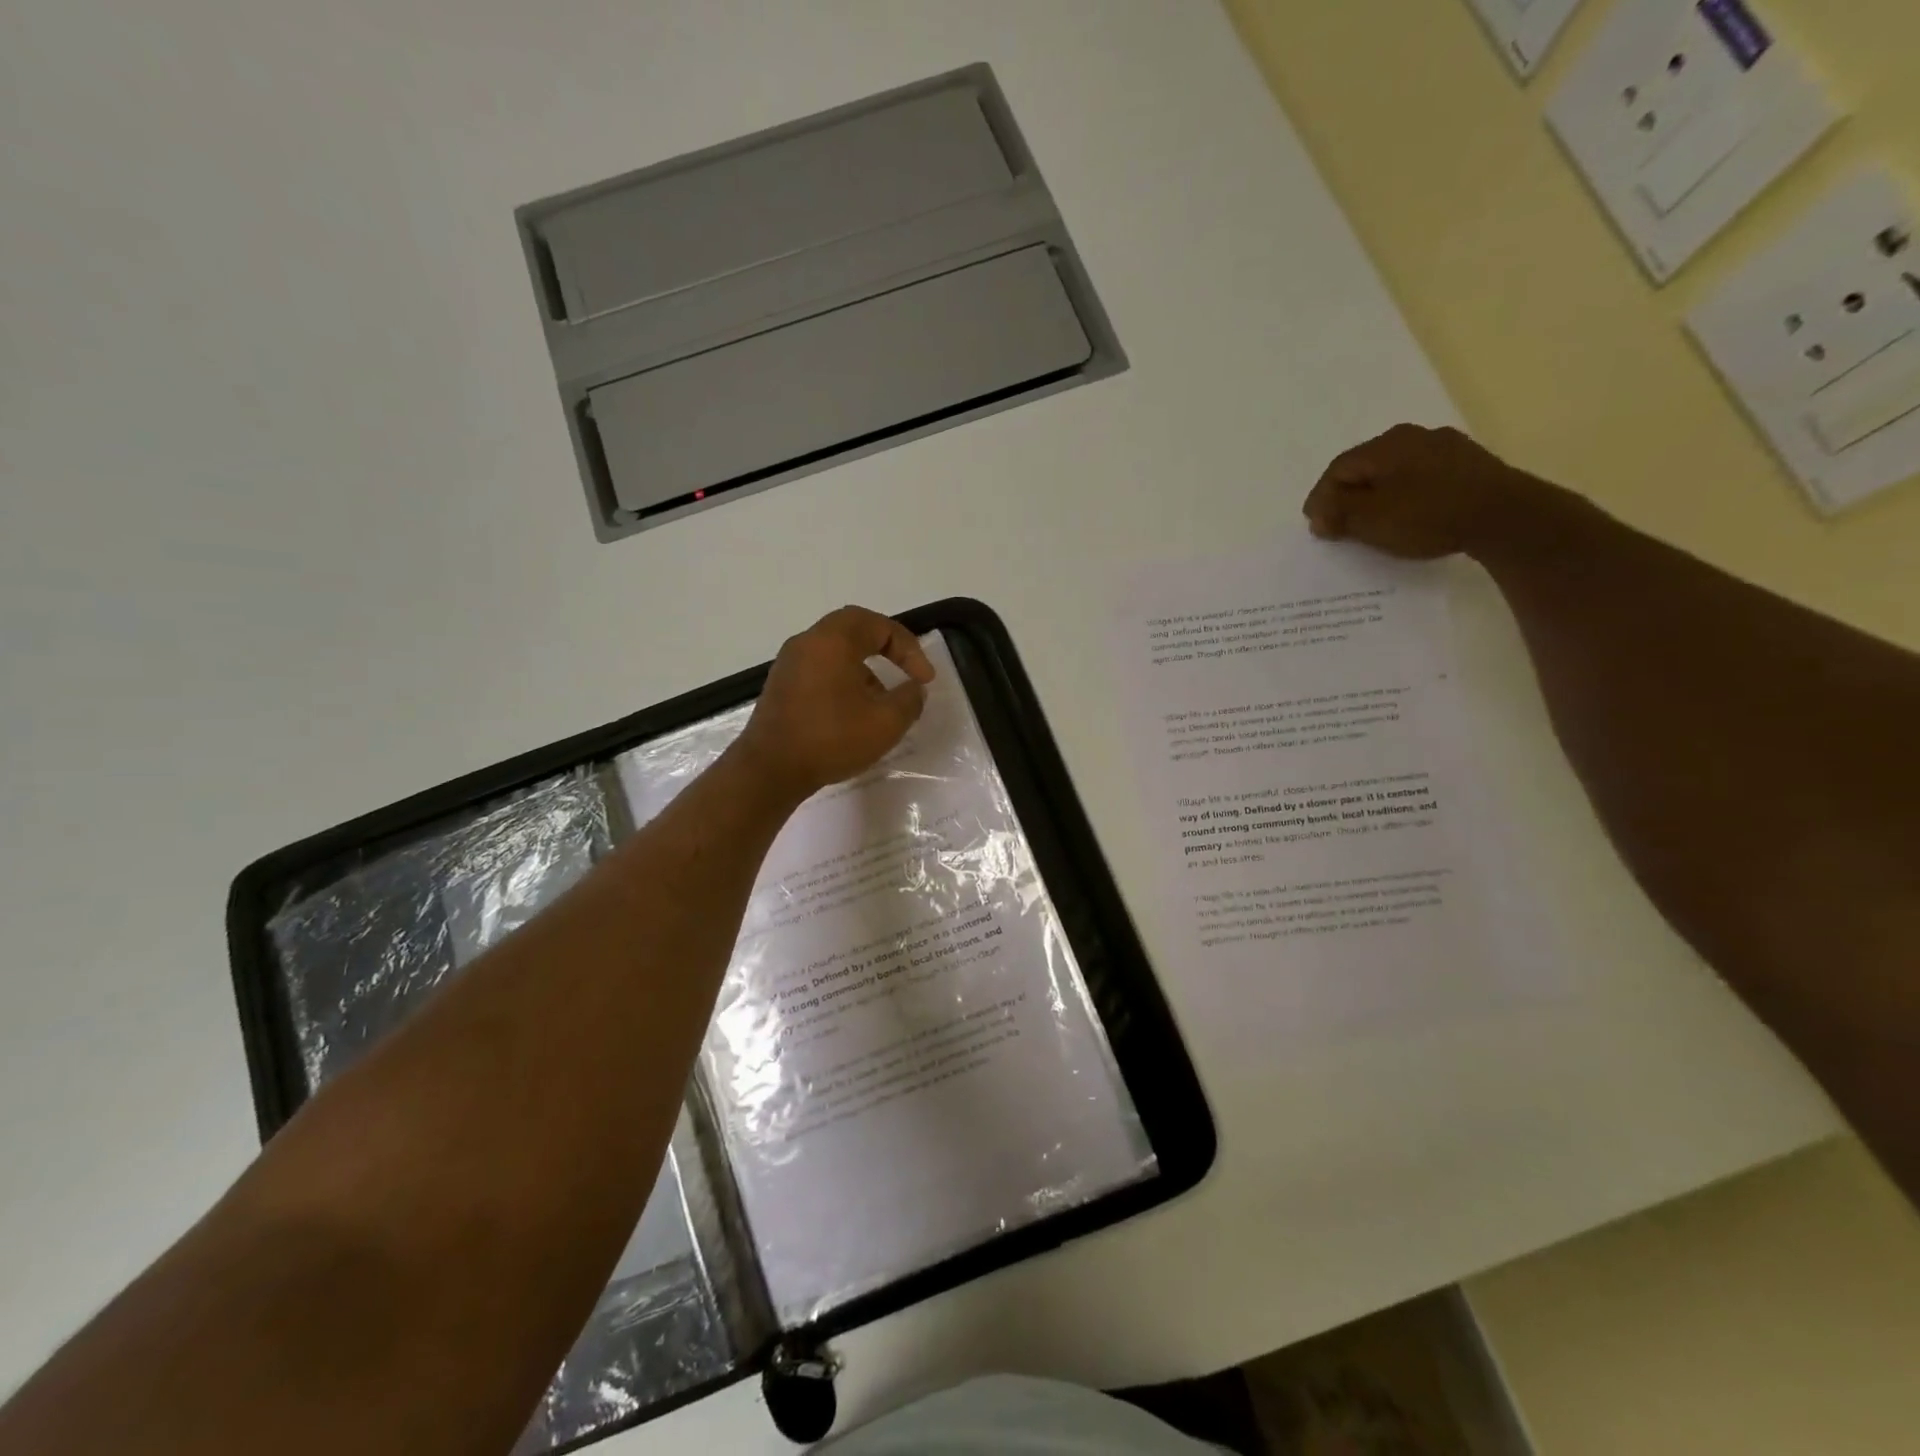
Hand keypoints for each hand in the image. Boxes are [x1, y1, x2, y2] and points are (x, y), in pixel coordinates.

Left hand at [734, 606, 935, 799]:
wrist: (770, 769)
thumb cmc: (831, 738)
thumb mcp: (886, 722)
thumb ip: (909, 700)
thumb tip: (913, 690)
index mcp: (833, 640)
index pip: (878, 625)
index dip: (909, 648)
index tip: (924, 679)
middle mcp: (807, 643)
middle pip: (854, 631)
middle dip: (886, 649)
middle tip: (906, 671)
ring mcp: (789, 665)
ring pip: (836, 653)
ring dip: (865, 670)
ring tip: (882, 703)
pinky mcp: (781, 687)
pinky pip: (820, 671)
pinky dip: (843, 682)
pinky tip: (853, 715)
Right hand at [1302, 423, 1535, 559]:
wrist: (1505, 516)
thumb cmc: (1427, 515)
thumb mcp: (1370, 519)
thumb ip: (1338, 513)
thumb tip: (1318, 514)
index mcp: (1385, 446)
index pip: (1338, 470)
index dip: (1321, 499)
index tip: (1316, 527)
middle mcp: (1413, 436)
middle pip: (1367, 468)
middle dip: (1348, 496)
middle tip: (1339, 525)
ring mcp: (1446, 447)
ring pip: (1396, 472)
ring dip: (1378, 496)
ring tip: (1373, 523)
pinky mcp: (1469, 465)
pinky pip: (1422, 479)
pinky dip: (1406, 496)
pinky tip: (1409, 516)